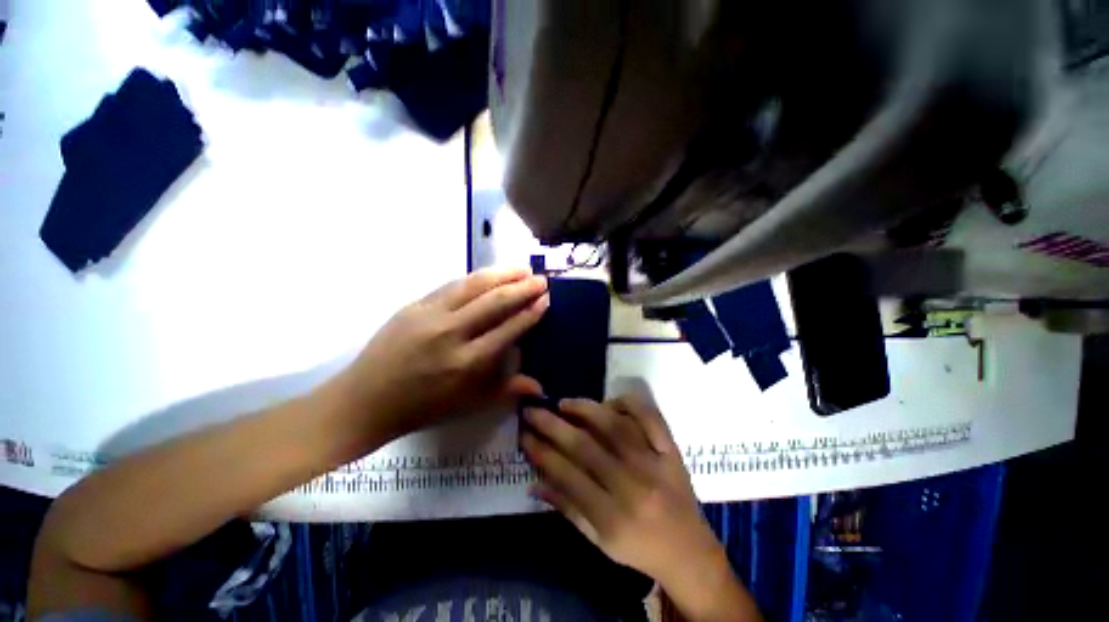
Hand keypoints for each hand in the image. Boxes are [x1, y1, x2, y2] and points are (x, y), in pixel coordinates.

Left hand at [329, 267, 547, 445]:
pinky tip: (488, 275)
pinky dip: (475, 278)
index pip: (508, 329)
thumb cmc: (423, 407)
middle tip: (540, 279)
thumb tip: (540, 386)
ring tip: (521, 269)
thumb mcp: (469, 404)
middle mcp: (451, 333)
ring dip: (501, 274)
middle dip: (522, 288)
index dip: (530, 312)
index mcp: (467, 362)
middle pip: (494, 302)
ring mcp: (430, 315)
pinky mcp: (414, 305)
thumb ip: (507, 390)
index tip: (545, 299)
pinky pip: (451, 285)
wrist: (366, 400)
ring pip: (473, 285)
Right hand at [521, 388, 760, 620]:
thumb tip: (533, 482)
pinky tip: (609, 402)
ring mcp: (656, 464)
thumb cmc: (639, 550)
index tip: (524, 435)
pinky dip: (629, 404)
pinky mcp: (672, 451)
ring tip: (563, 403)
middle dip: (553, 425)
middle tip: (533, 410)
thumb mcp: (598, 542)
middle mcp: (633, 487)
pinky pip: (650, 418)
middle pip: (586, 447)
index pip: (568, 475)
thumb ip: (566, 508)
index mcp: (612, 518)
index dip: (542, 452)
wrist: (691, 554)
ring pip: (615, 426)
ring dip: (585, 410)